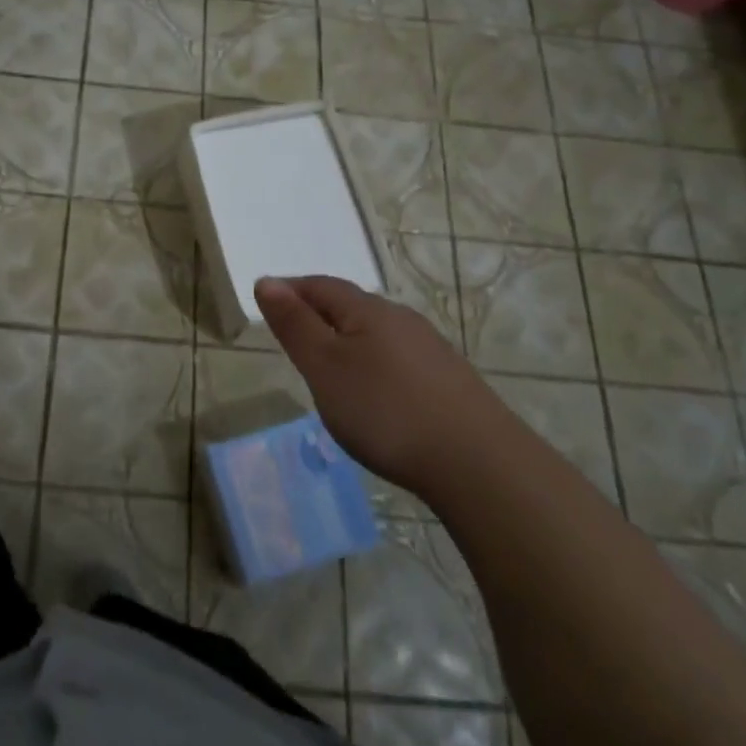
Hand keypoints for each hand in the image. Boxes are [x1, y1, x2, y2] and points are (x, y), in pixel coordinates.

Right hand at [254, 276, 490, 492]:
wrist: (478, 464)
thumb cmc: (385, 409)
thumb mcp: (324, 367)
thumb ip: (295, 324)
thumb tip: (267, 281)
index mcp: (368, 310)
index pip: (321, 286)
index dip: (290, 290)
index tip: (267, 302)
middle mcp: (402, 319)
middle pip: (350, 306)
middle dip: (319, 314)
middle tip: (293, 335)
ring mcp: (431, 350)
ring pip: (377, 333)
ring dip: (348, 341)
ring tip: (330, 369)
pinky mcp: (450, 382)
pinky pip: (399, 359)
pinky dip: (375, 365)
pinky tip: (376, 395)